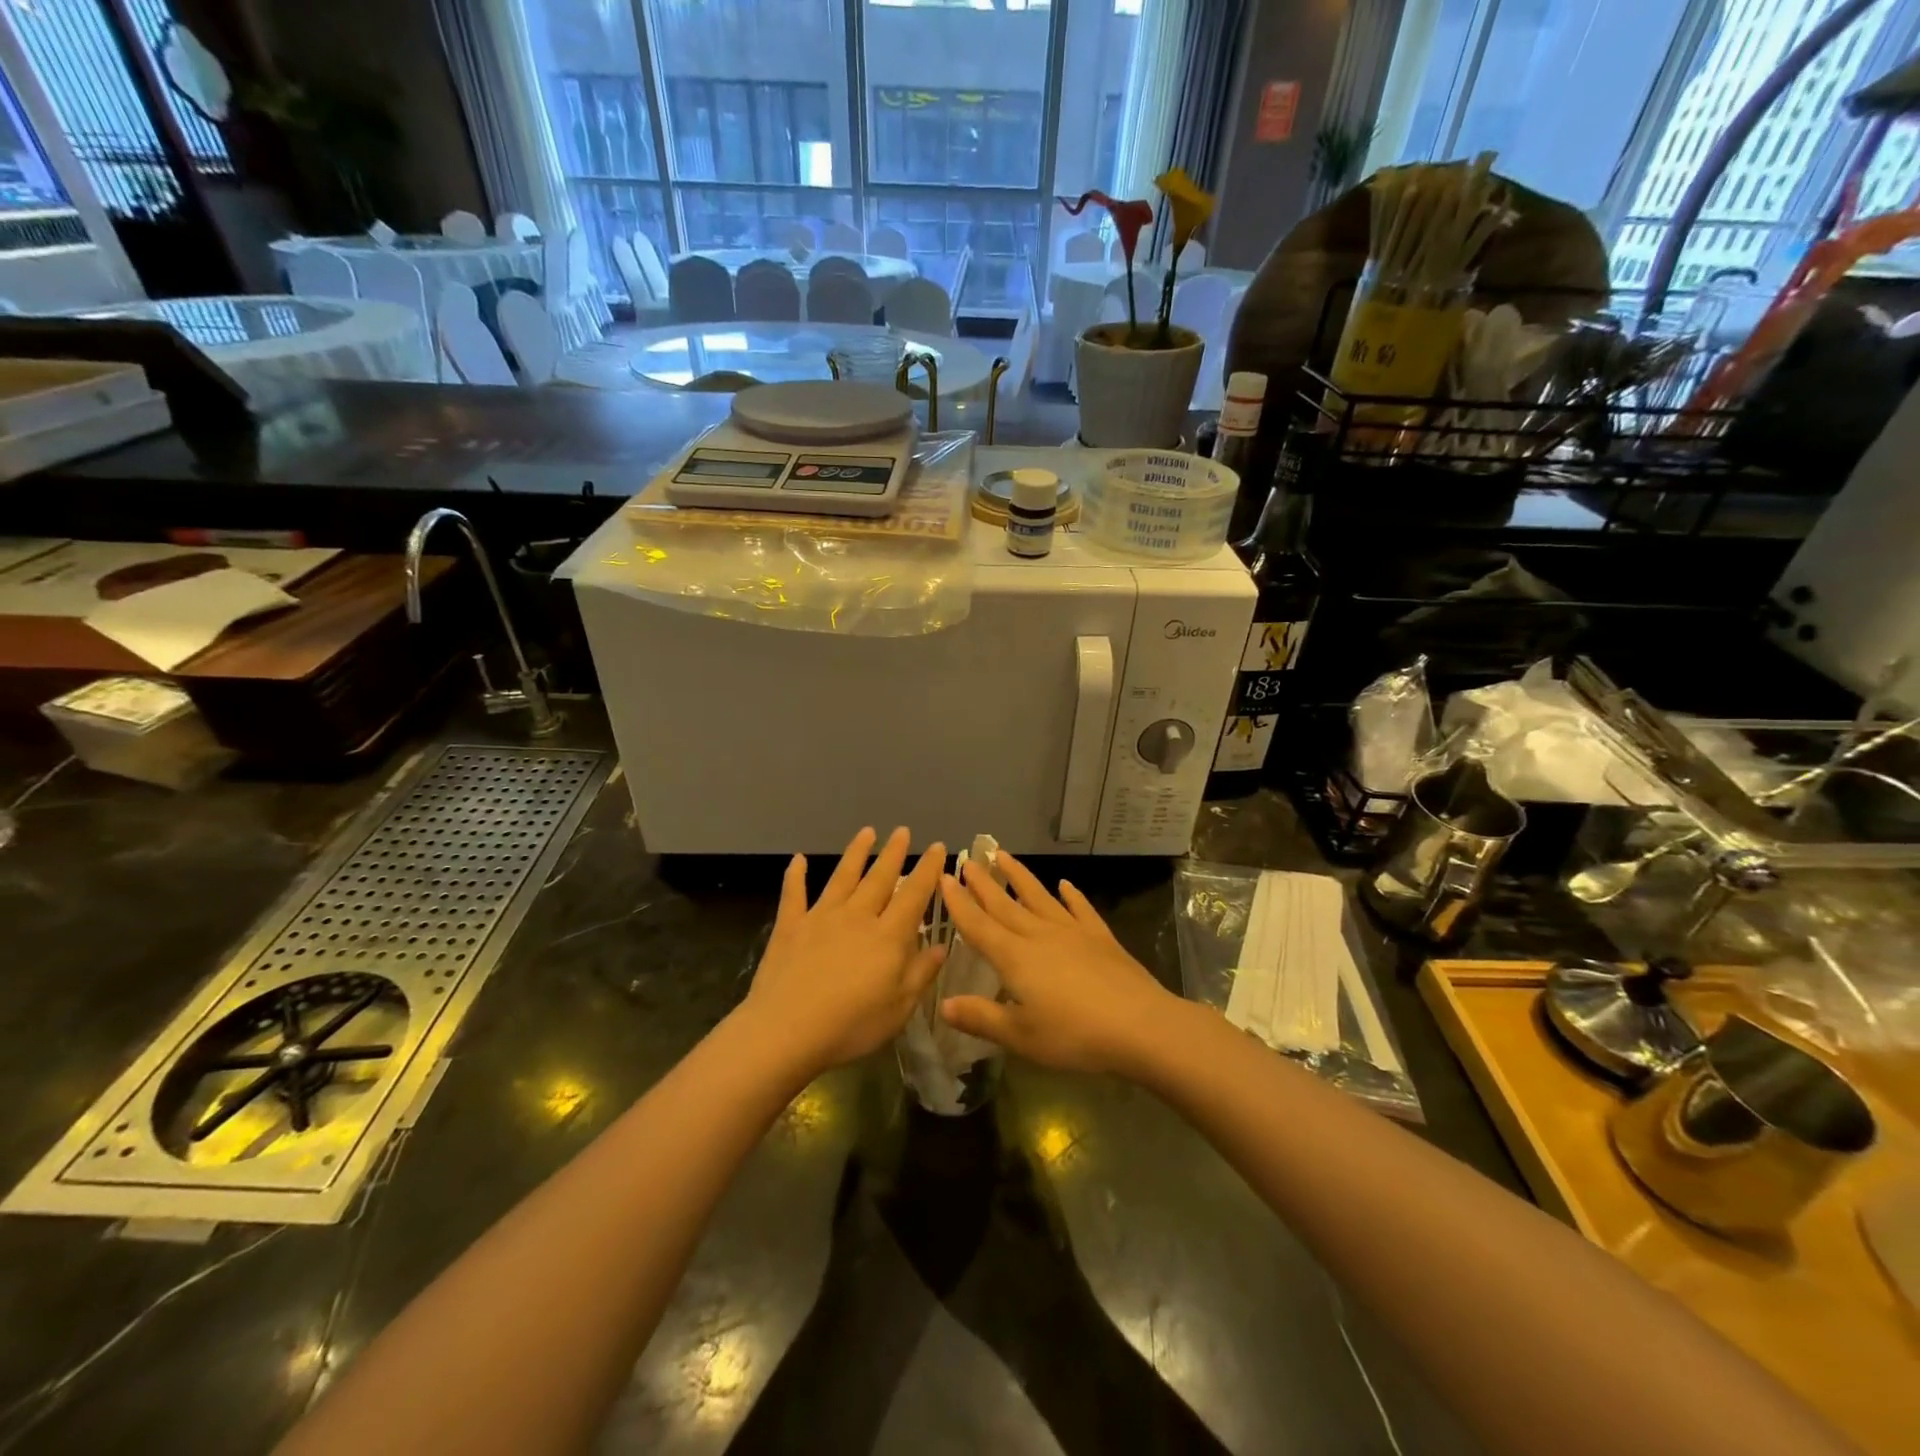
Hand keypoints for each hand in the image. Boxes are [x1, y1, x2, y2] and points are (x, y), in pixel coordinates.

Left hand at [740, 827, 945, 1077]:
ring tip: (866, 832)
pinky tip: (797, 859)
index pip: (914, 894)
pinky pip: (794, 895)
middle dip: (893, 853)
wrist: (786, 1031)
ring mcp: (821, 917)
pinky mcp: (790, 926)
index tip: (938, 847)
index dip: (928, 870)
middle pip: (879, 878)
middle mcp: (857, 916)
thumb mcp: (899, 1008)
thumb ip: (921, 973)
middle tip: (902, 830)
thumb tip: (941, 945)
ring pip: (843, 877)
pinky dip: (795, 876)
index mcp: (888, 935)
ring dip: (856, 853)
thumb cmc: (851, 1025)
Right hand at [937, 852, 1177, 1077]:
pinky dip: (1072, 895)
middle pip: (1005, 905)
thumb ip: (981, 1018)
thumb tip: (943, 1004)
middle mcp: (1039, 935)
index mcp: (1014, 957)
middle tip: (966, 860)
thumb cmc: (1073, 1035)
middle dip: (983, 883)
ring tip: (1003, 855)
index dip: (959, 903)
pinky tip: (1065, 884)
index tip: (944, 878)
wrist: (1139, 1025)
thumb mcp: (1020, 1036)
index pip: (978, 925)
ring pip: (1039, 897)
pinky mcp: (1100, 937)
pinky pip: (1080, 909)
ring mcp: (1072, 932)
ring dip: (1019, 876)